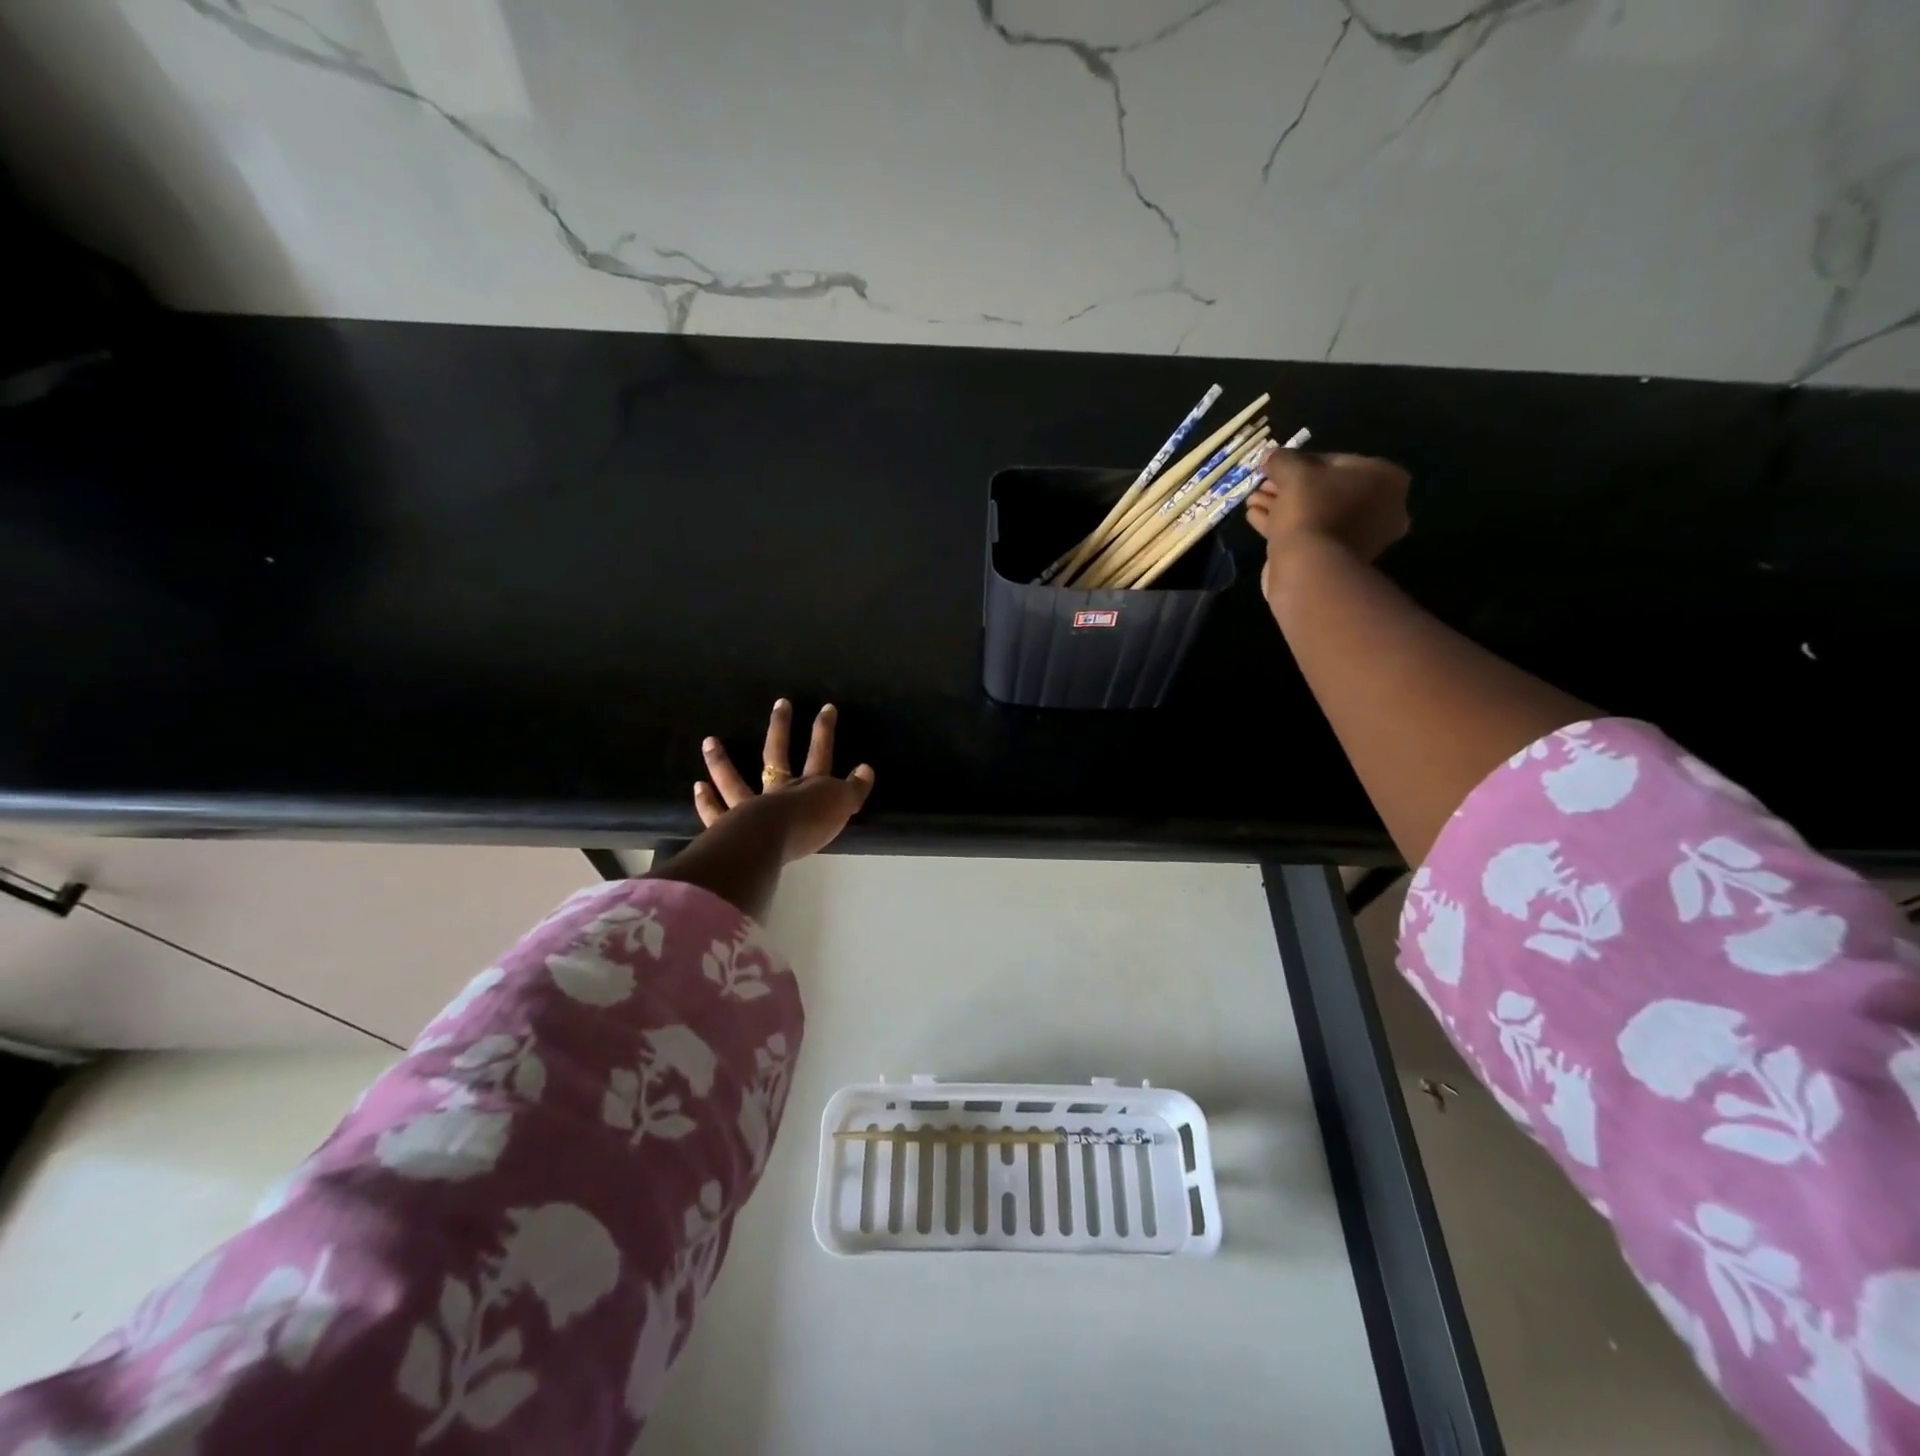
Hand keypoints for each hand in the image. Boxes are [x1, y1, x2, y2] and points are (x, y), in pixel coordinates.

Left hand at [695, 700, 874, 862]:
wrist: (772, 841)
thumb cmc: (810, 823)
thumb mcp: (842, 806)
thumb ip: (854, 789)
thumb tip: (866, 769)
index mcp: (808, 786)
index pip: (819, 753)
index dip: (824, 731)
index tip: (826, 707)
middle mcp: (778, 790)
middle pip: (778, 754)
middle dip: (781, 727)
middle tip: (780, 703)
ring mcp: (750, 807)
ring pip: (734, 781)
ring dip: (721, 761)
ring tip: (709, 741)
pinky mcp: (730, 827)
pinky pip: (716, 812)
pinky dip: (706, 801)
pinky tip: (698, 787)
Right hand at [1245, 451, 1410, 595]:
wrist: (1310, 568)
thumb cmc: (1312, 509)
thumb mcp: (1294, 473)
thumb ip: (1282, 460)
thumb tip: (1270, 455)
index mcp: (1384, 478)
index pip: (1335, 461)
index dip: (1299, 463)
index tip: (1274, 468)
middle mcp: (1382, 506)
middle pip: (1325, 490)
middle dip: (1289, 488)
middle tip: (1261, 486)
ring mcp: (1362, 536)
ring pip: (1315, 514)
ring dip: (1282, 507)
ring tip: (1252, 502)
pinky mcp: (1339, 559)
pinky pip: (1311, 534)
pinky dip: (1285, 526)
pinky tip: (1256, 518)